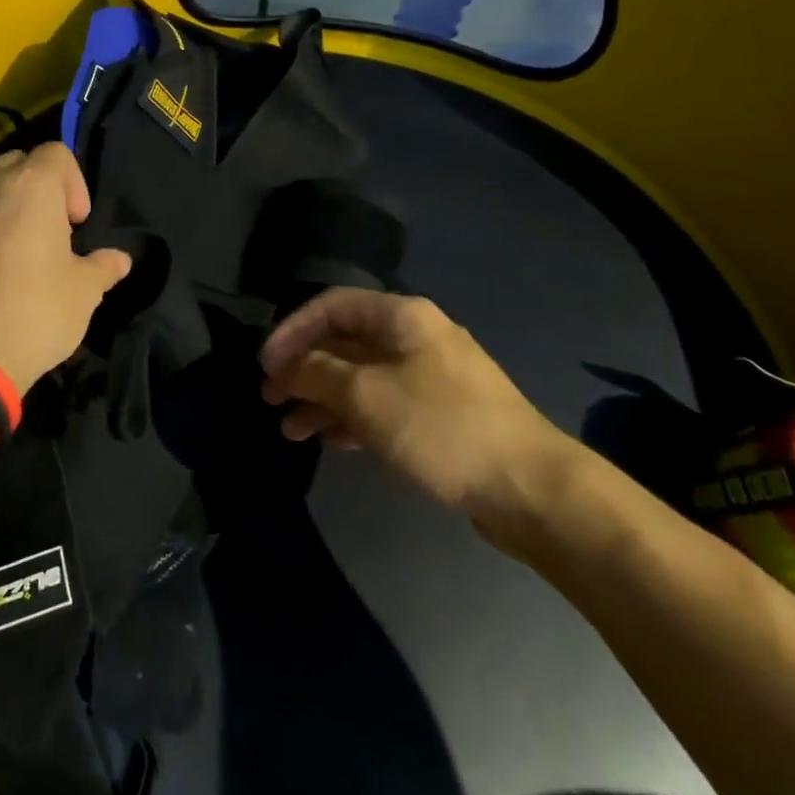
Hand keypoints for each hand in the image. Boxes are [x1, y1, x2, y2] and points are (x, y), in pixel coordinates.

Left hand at [0, 144, 131, 389]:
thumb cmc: (34, 315)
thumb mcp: (84, 293)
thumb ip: (103, 267)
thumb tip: (119, 259)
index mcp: (33, 185)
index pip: (57, 154)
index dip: (72, 184)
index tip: (74, 223)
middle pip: (13, 161)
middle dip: (30, 187)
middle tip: (38, 230)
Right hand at [259, 288, 580, 537]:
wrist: (530, 488)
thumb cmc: (441, 427)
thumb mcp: (366, 396)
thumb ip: (316, 374)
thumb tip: (285, 367)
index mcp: (402, 317)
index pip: (331, 306)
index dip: (292, 330)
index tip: (264, 364)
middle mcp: (415, 338)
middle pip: (344, 342)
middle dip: (303, 369)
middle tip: (269, 397)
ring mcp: (429, 378)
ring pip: (360, 378)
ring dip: (321, 398)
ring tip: (289, 430)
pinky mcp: (439, 415)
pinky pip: (381, 405)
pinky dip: (350, 418)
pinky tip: (326, 440)